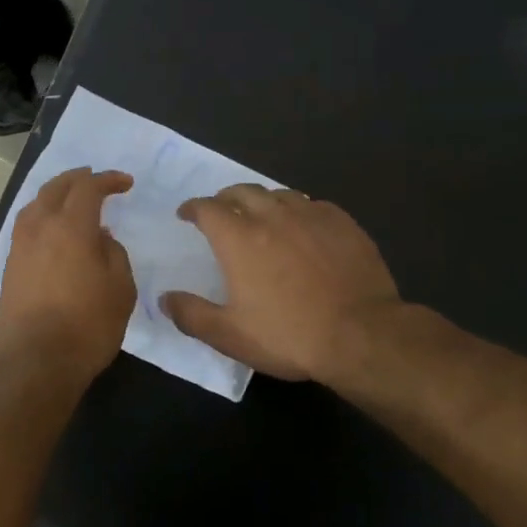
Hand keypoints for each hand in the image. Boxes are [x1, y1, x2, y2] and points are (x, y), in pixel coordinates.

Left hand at [0, 167, 136, 381]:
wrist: (36, 362)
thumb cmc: (87, 326)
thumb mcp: (120, 289)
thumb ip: (114, 253)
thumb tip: (100, 237)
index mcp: (70, 226)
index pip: (88, 188)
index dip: (108, 180)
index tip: (125, 183)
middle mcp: (40, 228)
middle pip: (55, 188)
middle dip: (77, 179)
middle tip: (94, 179)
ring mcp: (19, 247)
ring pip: (34, 205)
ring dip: (54, 195)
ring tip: (70, 199)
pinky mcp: (9, 267)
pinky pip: (26, 227)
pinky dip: (41, 216)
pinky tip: (51, 229)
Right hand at [163, 184, 403, 383]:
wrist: (362, 335)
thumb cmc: (288, 335)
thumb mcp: (229, 335)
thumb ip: (191, 314)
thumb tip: (164, 299)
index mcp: (239, 238)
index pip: (207, 208)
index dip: (193, 208)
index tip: (187, 214)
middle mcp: (272, 216)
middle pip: (242, 191)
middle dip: (225, 198)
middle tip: (221, 211)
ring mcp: (311, 216)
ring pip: (278, 194)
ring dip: (262, 201)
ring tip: (261, 215)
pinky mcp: (343, 223)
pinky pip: (312, 205)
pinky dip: (298, 210)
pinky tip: (303, 227)